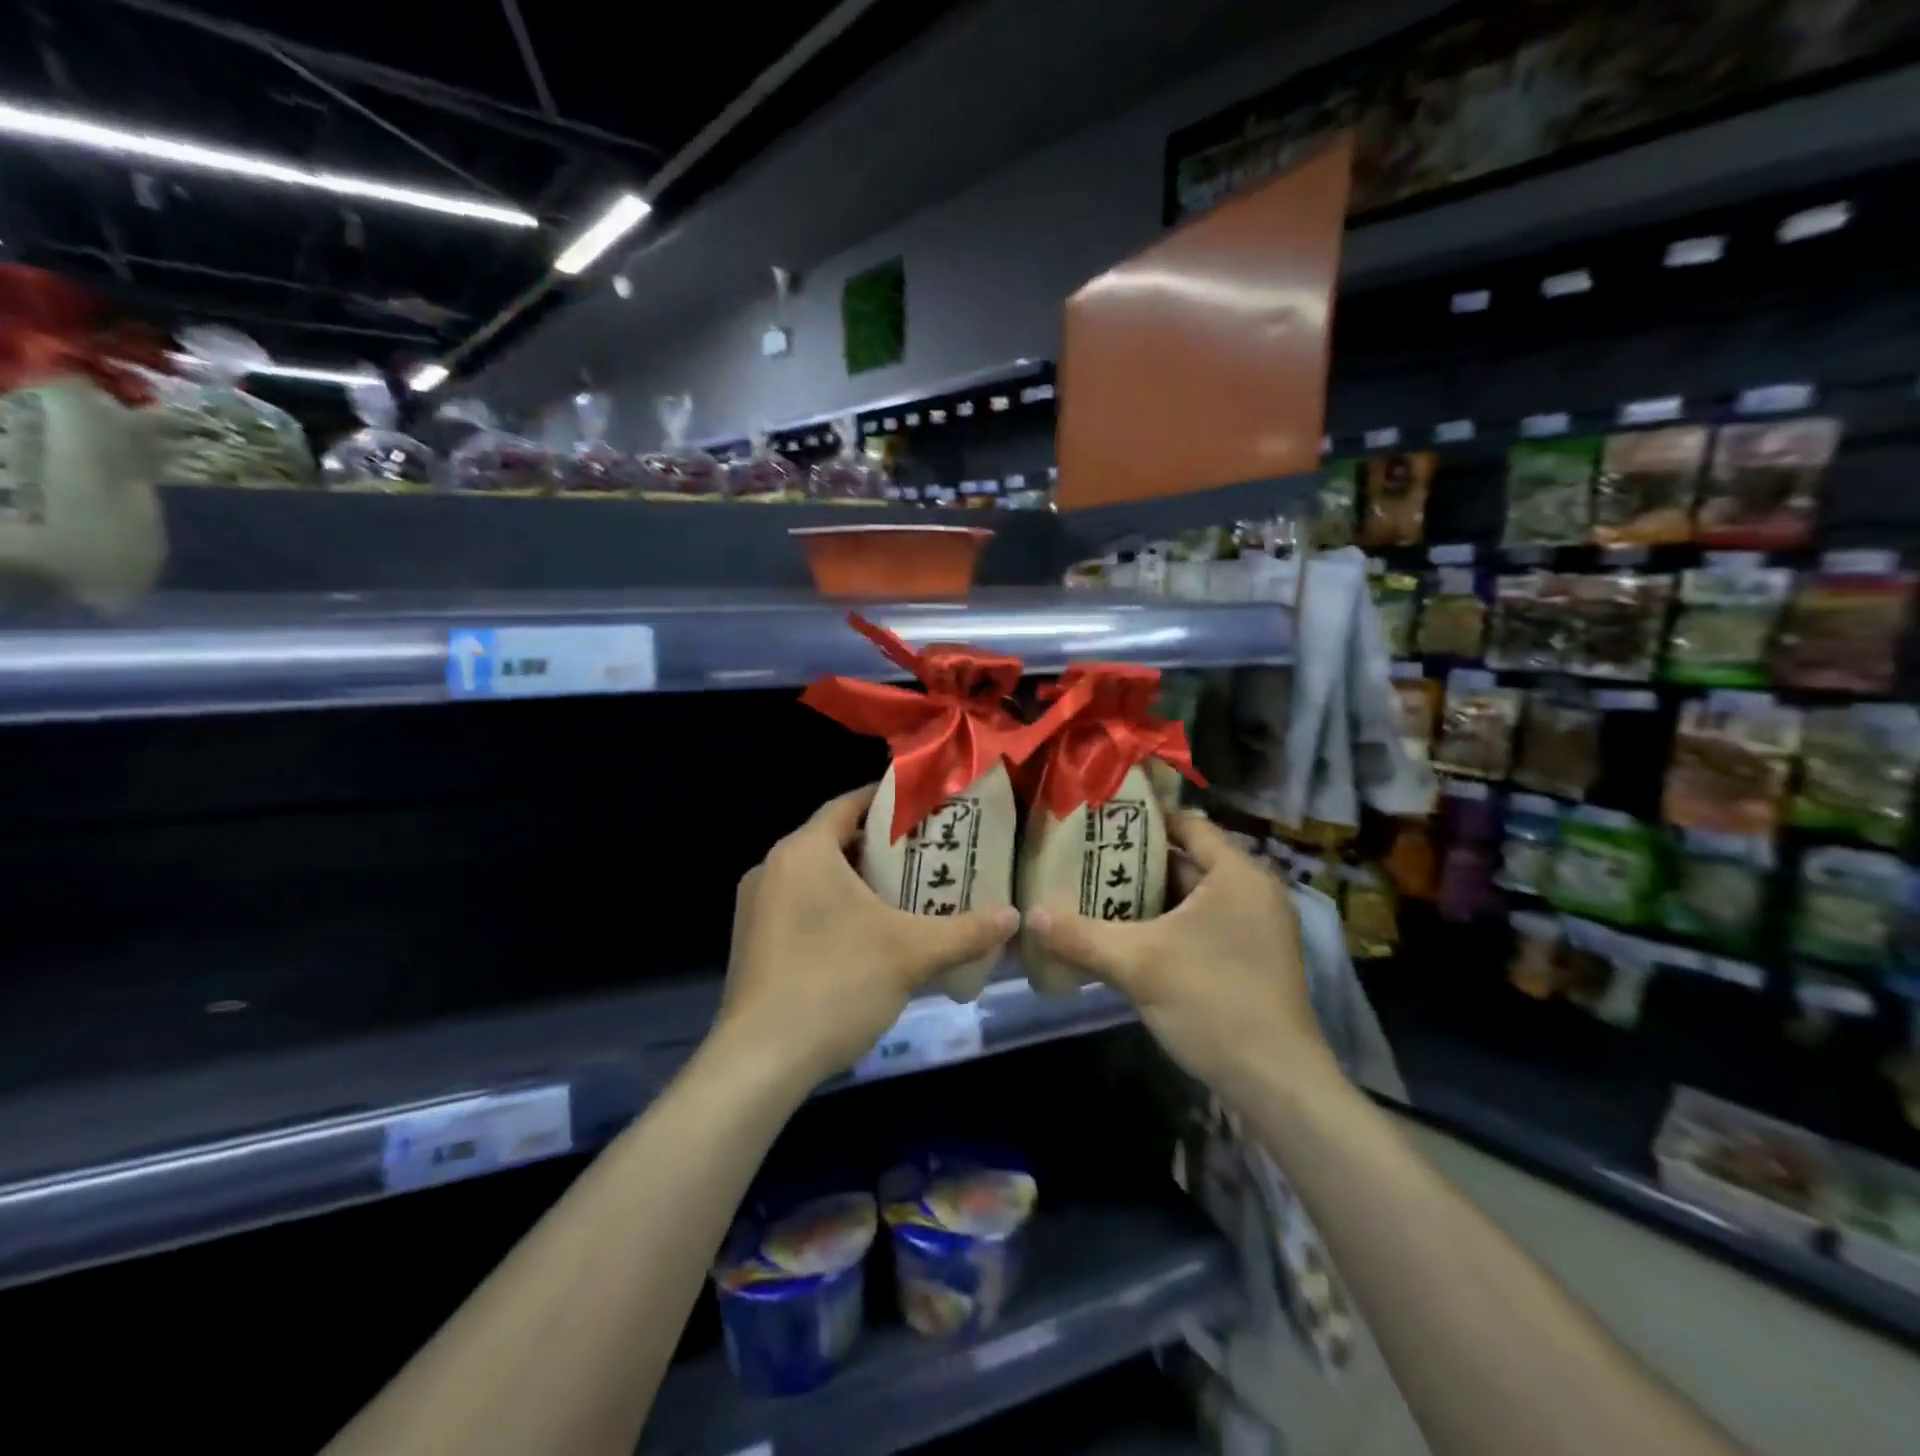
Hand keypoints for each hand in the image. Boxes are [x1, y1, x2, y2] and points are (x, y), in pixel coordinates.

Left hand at [715, 785, 1020, 1089]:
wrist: (761, 1061)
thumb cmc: (836, 983)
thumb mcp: (911, 953)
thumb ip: (966, 931)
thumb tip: (1014, 917)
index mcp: (803, 851)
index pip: (848, 805)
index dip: (887, 801)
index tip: (924, 808)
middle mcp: (772, 868)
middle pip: (833, 841)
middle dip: (879, 847)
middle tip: (926, 854)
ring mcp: (755, 908)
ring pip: (815, 877)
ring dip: (856, 881)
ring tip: (904, 893)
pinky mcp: (752, 943)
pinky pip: (799, 907)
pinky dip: (832, 908)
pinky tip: (866, 936)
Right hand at [1026, 813, 1336, 1105]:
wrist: (1277, 1084)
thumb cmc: (1213, 1002)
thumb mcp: (1137, 964)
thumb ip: (1081, 935)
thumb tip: (1029, 914)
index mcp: (1236, 874)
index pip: (1187, 824)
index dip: (1142, 821)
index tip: (1098, 825)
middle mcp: (1252, 891)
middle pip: (1186, 861)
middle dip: (1136, 864)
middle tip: (1085, 862)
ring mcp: (1255, 927)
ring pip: (1191, 898)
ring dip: (1148, 899)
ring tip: (1094, 895)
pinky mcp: (1251, 958)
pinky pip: (1202, 925)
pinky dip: (1167, 926)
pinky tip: (1126, 937)